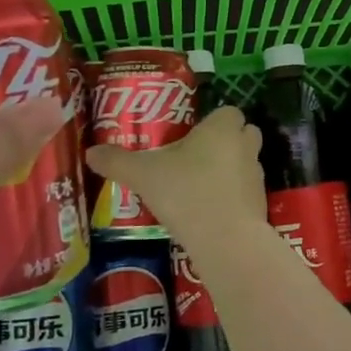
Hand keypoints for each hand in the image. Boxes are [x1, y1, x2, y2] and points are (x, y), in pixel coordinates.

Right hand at [86, 106, 267, 241]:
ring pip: (244, 163)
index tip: (190, 136)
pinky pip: (245, 192)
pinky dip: (231, 197)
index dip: (212, 121)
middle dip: (224, 143)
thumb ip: (117, 161)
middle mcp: (245, 145)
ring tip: (197, 187)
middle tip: (194, 158)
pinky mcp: (260, 203)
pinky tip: (208, 212)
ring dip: (228, 170)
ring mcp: (256, 175)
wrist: (225, 239)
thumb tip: (90, 153)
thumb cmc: (185, 192)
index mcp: (222, 128)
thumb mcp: (142, 175)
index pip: (228, 112)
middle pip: (242, 134)